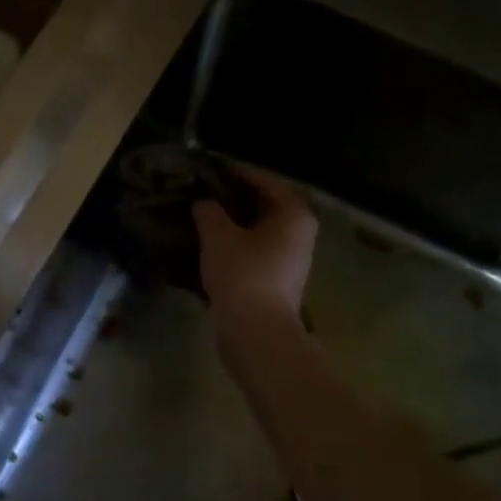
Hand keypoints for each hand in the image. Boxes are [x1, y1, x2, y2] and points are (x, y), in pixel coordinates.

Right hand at [193, 166, 316, 325]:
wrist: (256, 331)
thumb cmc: (242, 274)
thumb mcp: (218, 235)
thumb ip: (209, 210)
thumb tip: (203, 202)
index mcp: (294, 214)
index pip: (264, 180)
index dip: (234, 173)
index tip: (207, 168)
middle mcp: (299, 232)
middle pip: (263, 204)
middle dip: (232, 198)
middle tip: (200, 191)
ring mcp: (291, 258)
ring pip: (258, 229)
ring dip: (232, 222)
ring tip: (200, 216)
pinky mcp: (277, 279)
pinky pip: (254, 250)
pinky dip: (235, 243)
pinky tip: (209, 244)